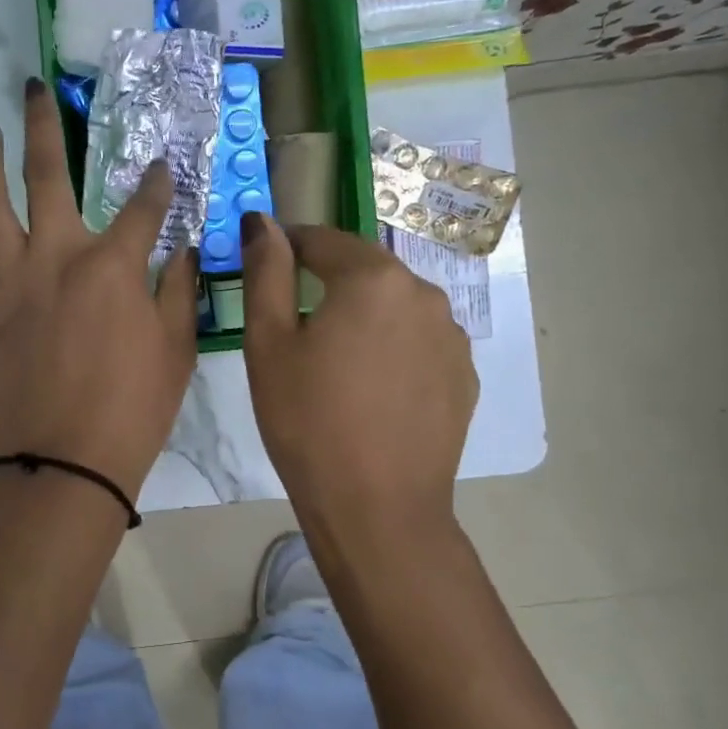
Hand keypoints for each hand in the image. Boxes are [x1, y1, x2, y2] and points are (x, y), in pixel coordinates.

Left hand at [0, 79, 200, 497]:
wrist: (70, 460)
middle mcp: (56, 258)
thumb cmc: (135, 408)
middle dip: (43, 126)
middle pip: (46, 177)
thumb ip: (180, 289)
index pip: (144, 207)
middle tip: (33, 91)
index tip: (161, 168)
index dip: (156, 183)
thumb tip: (180, 248)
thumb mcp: (177, 348)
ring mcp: (10, 284)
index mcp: (112, 265)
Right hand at [240, 213, 477, 539]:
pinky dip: (392, 348)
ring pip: (394, 306)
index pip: (321, 240)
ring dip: (363, 316)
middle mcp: (423, 293)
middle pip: (363, 271)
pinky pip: (419, 341)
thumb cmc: (308, 422)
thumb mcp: (268, 345)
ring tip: (335, 364)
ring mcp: (452, 335)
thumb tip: (262, 221)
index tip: (264, 269)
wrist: (377, 507)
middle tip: (295, 327)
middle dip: (327, 284)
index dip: (287, 248)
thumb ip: (266, 273)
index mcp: (372, 278)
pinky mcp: (465, 374)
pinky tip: (372, 389)